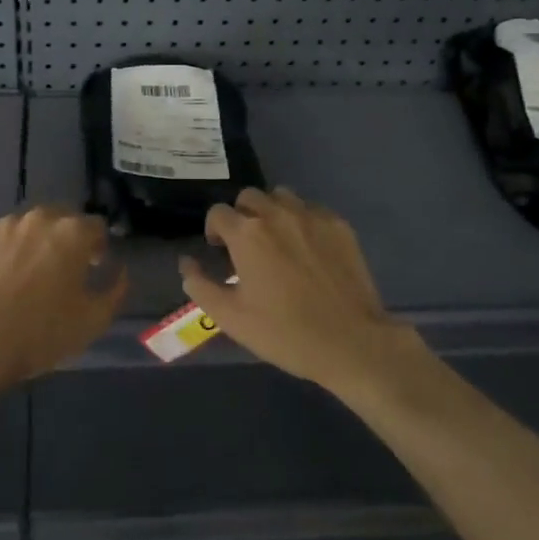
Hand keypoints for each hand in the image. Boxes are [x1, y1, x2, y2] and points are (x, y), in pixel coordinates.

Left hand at [0, 206, 127, 388]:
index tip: (91, 268)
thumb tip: (119, 269)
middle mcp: (40, 217)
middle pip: (61, 219)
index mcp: (73, 233)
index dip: (97, 247)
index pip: (96, 226)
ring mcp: (3, 222)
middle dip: (65, 240)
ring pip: (27, 226)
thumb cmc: (40, 334)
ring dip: (32, 242)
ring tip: (23, 274)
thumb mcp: (93, 321)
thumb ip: (115, 290)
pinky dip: (0, 248)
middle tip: (58, 271)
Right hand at [180, 187, 423, 393]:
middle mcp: (277, 214)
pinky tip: (308, 248)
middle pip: (249, 197)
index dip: (214, 230)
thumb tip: (187, 263)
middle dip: (242, 216)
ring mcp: (312, 216)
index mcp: (247, 234)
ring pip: (281, 196)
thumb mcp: (231, 318)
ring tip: (277, 241)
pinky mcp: (339, 225)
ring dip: (272, 212)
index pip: (218, 212)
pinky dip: (302, 220)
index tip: (220, 252)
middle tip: (247, 246)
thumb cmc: (285, 333)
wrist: (352, 343)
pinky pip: (312, 209)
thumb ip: (200, 285)